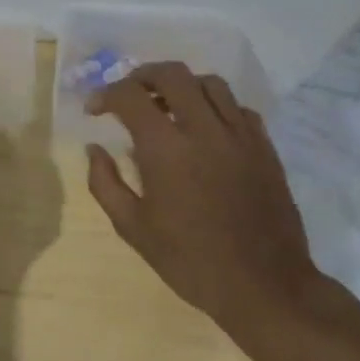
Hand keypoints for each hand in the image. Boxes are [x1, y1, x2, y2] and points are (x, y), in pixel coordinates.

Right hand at [85, 62, 318, 336]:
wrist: (265, 286)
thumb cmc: (191, 260)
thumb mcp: (133, 228)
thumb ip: (104, 183)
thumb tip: (94, 149)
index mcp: (166, 149)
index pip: (130, 96)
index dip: (105, 95)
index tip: (94, 110)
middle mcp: (204, 130)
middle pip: (172, 74)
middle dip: (142, 76)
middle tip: (129, 94)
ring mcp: (240, 136)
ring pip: (209, 83)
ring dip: (181, 85)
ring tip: (166, 105)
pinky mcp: (265, 148)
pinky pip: (238, 107)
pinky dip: (214, 106)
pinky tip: (204, 128)